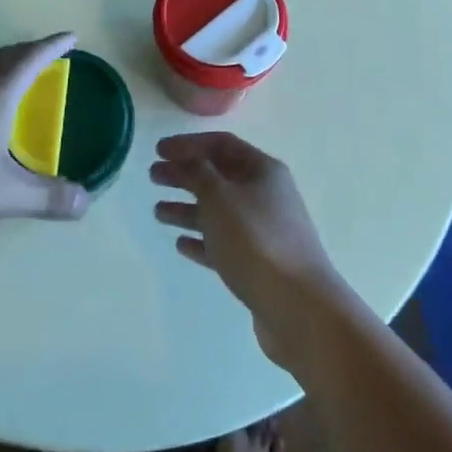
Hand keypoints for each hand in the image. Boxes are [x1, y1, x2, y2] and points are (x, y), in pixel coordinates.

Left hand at [0, 33, 90, 243]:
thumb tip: (86, 200)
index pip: (29, 61)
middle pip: (0, 59)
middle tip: (45, 57)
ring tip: (16, 83)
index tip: (71, 37)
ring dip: (1, 69)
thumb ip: (44, 197)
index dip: (52, 47)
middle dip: (26, 52)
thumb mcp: (1, 195)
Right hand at [152, 131, 347, 368]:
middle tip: (153, 177)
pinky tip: (181, 244)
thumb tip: (186, 158)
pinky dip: (202, 241)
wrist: (298, 308)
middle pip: (219, 177)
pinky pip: (224, 244)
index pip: (221, 144)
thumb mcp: (220, 197)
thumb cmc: (256, 240)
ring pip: (219, 212)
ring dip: (188, 209)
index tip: (158, 150)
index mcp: (262, 170)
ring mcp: (264, 232)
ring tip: (157, 212)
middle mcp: (266, 195)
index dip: (188, 144)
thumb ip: (198, 172)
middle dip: (185, 174)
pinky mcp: (259, 265)